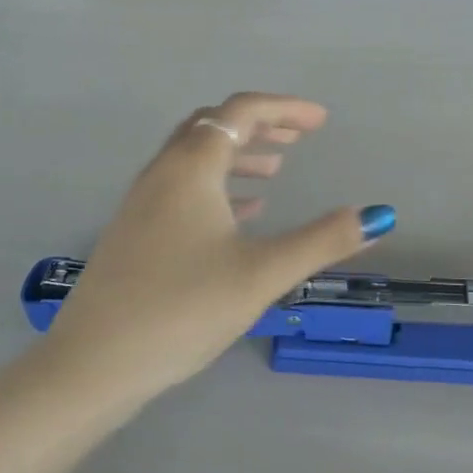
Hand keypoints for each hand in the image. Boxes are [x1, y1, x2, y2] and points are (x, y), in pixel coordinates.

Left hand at [41, 93, 393, 404]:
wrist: (93, 364)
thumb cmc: (182, 309)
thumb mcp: (261, 274)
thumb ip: (322, 241)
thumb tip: (378, 215)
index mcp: (191, 167)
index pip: (241, 112)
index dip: (285, 108)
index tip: (322, 120)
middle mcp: (163, 172)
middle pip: (213, 125)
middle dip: (260, 126)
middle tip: (300, 138)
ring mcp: (142, 201)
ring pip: (195, 157)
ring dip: (238, 154)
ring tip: (276, 172)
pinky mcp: (134, 231)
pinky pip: (182, 187)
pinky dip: (217, 185)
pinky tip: (240, 214)